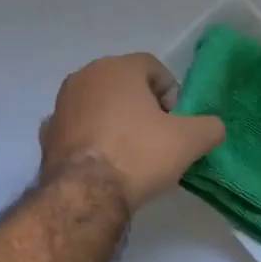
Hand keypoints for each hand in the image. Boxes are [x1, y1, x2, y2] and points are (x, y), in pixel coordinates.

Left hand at [39, 53, 225, 210]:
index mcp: (117, 68)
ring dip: (116, 121)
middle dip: (143, 107)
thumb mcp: (190, 141)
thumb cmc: (139, 155)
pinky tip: (104, 163)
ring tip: (131, 154)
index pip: (153, 68)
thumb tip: (213, 127)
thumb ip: (210, 127)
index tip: (176, 123)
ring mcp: (61, 105)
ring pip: (99, 106)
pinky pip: (79, 129)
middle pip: (124, 85)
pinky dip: (92, 140)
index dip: (171, 94)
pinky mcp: (47, 135)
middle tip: (157, 138)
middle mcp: (84, 77)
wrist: (85, 194)